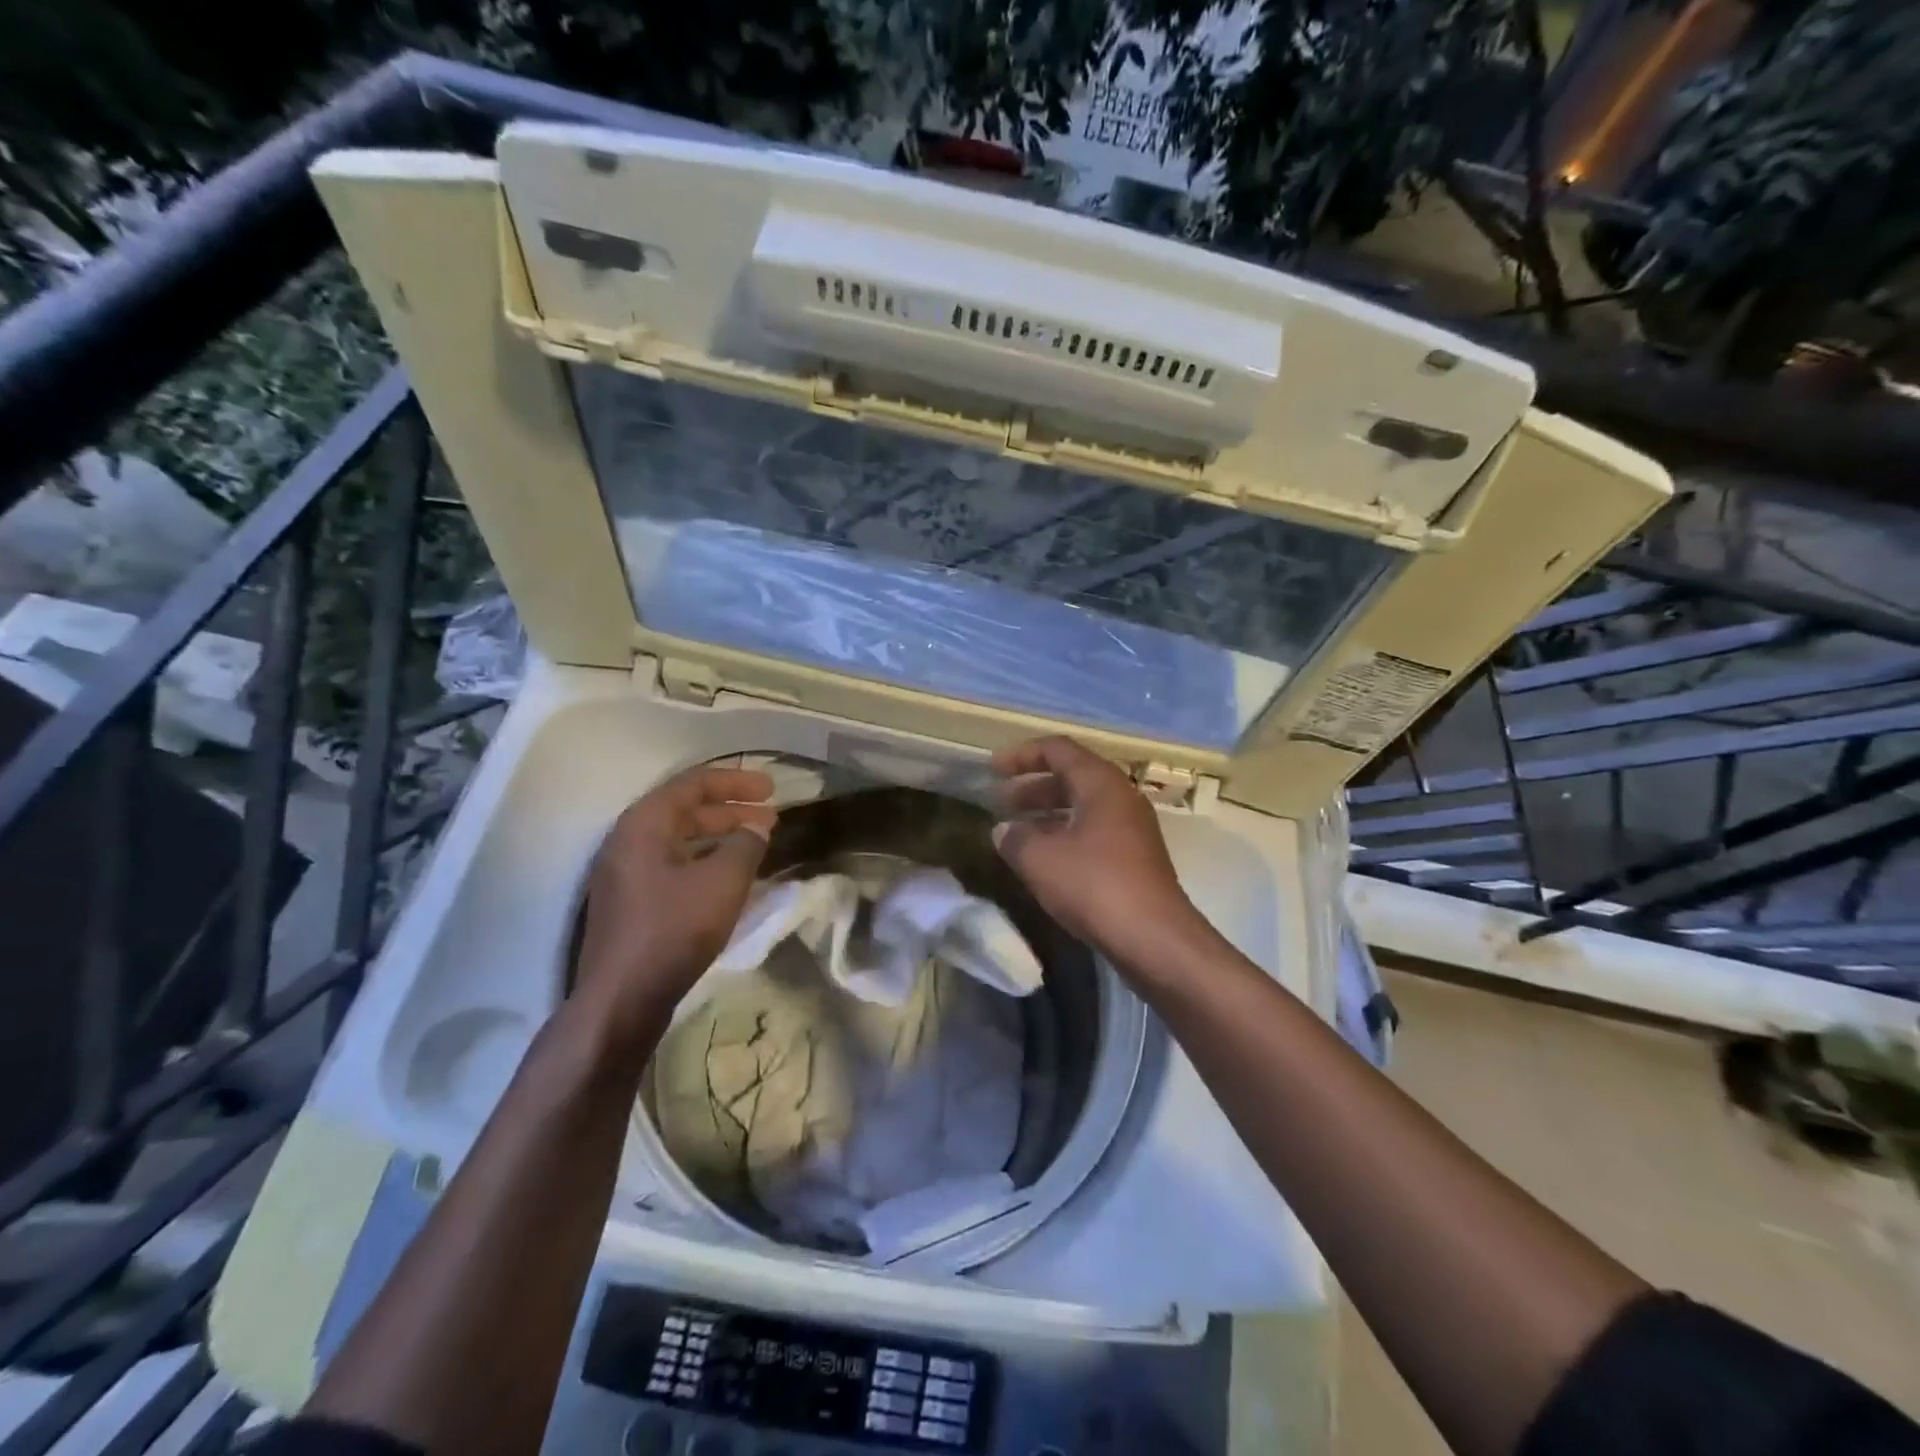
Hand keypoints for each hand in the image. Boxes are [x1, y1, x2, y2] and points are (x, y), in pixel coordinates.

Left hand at [573, 765, 775, 1040]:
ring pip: (681, 841)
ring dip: (721, 838)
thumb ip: (746, 845)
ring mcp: (626, 874)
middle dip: (732, 811)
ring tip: (758, 844)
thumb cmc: (673, 930)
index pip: (693, 784)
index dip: (736, 782)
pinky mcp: (632, 903)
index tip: (772, 789)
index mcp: (644, 824)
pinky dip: (706, 862)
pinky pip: (674, 866)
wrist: (621, 999)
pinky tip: (732, 877)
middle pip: (685, 811)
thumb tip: (757, 828)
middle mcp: (628, 842)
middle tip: (771, 818)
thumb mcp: (723, 882)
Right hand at [990, 736, 1203, 964]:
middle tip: (1001, 802)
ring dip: (1047, 813)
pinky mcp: (1135, 858)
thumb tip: (1004, 830)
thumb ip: (1015, 838)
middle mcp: (1121, 797)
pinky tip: (1044, 860)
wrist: (1154, 938)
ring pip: (1083, 806)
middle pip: (1072, 776)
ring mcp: (1132, 829)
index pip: (1058, 750)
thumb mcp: (1040, 859)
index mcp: (1101, 783)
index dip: (1022, 755)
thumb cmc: (1094, 885)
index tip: (993, 769)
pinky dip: (1065, 835)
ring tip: (1016, 831)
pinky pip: (1093, 831)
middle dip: (1033, 786)